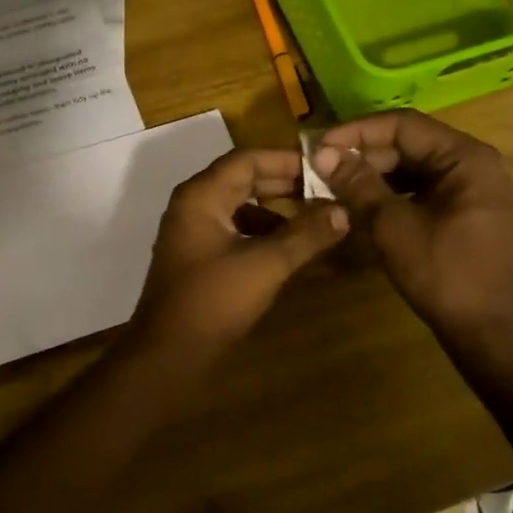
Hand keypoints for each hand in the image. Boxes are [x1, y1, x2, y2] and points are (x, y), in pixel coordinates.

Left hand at [133, 149, 348, 353]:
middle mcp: (193, 205)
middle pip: (243, 180)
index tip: (324, 168)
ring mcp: (192, 232)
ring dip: (275, 210)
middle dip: (284, 185)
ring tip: (313, 221)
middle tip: (325, 191)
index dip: (287, 160)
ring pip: (239, 207)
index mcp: (201, 196)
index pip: (247, 159)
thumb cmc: (214, 300)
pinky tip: (288, 249)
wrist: (168, 353)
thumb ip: (306, 235)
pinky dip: (261, 233)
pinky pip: (234, 230)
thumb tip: (344, 211)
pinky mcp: (198, 256)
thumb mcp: (266, 265)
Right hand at [312, 110, 512, 344]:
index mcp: (466, 157)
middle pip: (409, 143)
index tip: (320, 146)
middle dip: (363, 153)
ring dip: (372, 173)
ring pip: (412, 166)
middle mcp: (473, 163)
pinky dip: (389, 191)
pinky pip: (419, 187)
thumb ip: (358, 184)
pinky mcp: (461, 210)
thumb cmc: (442, 273)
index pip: (404, 125)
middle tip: (321, 167)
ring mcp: (469, 187)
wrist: (484, 330)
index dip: (358, 132)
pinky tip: (358, 201)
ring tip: (333, 183)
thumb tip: (322, 153)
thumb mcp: (393, 225)